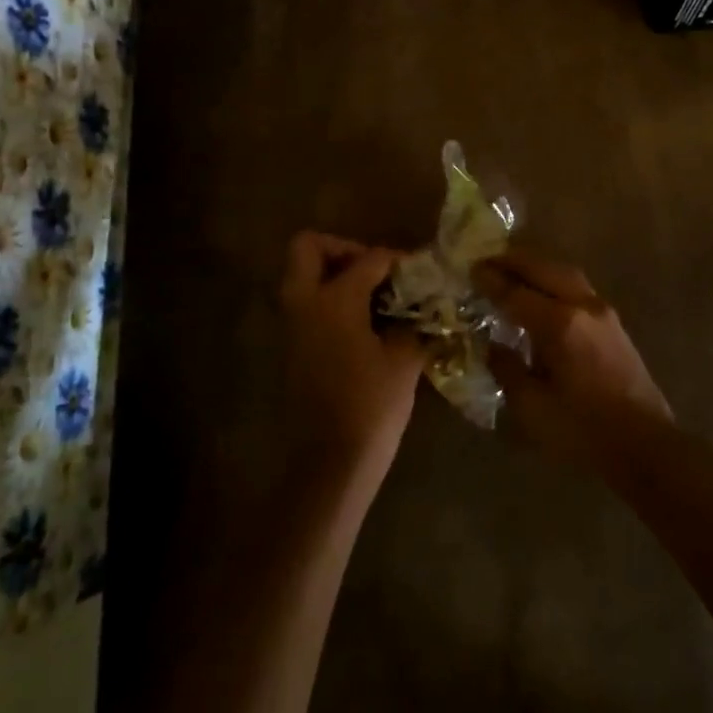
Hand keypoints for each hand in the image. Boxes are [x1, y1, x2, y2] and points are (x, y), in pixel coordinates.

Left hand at [279, 232, 424, 484]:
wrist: (330, 464)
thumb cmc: (371, 406)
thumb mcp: (404, 360)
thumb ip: (412, 324)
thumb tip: (420, 308)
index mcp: (334, 300)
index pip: (369, 258)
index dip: (397, 259)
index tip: (419, 270)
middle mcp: (305, 304)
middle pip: (309, 248)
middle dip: (343, 249)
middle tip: (375, 270)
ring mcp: (293, 327)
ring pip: (304, 277)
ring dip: (335, 276)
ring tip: (376, 297)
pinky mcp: (292, 349)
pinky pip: (307, 305)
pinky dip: (331, 302)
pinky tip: (366, 325)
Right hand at [473, 250, 673, 475]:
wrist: (645, 446)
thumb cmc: (583, 431)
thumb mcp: (533, 407)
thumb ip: (507, 370)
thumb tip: (492, 346)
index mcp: (560, 325)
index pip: (517, 293)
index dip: (492, 281)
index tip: (471, 269)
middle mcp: (583, 307)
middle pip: (545, 269)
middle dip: (514, 261)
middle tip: (488, 260)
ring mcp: (603, 313)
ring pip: (565, 274)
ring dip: (537, 267)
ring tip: (513, 269)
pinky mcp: (614, 324)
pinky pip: (578, 287)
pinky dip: (554, 280)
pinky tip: (542, 293)